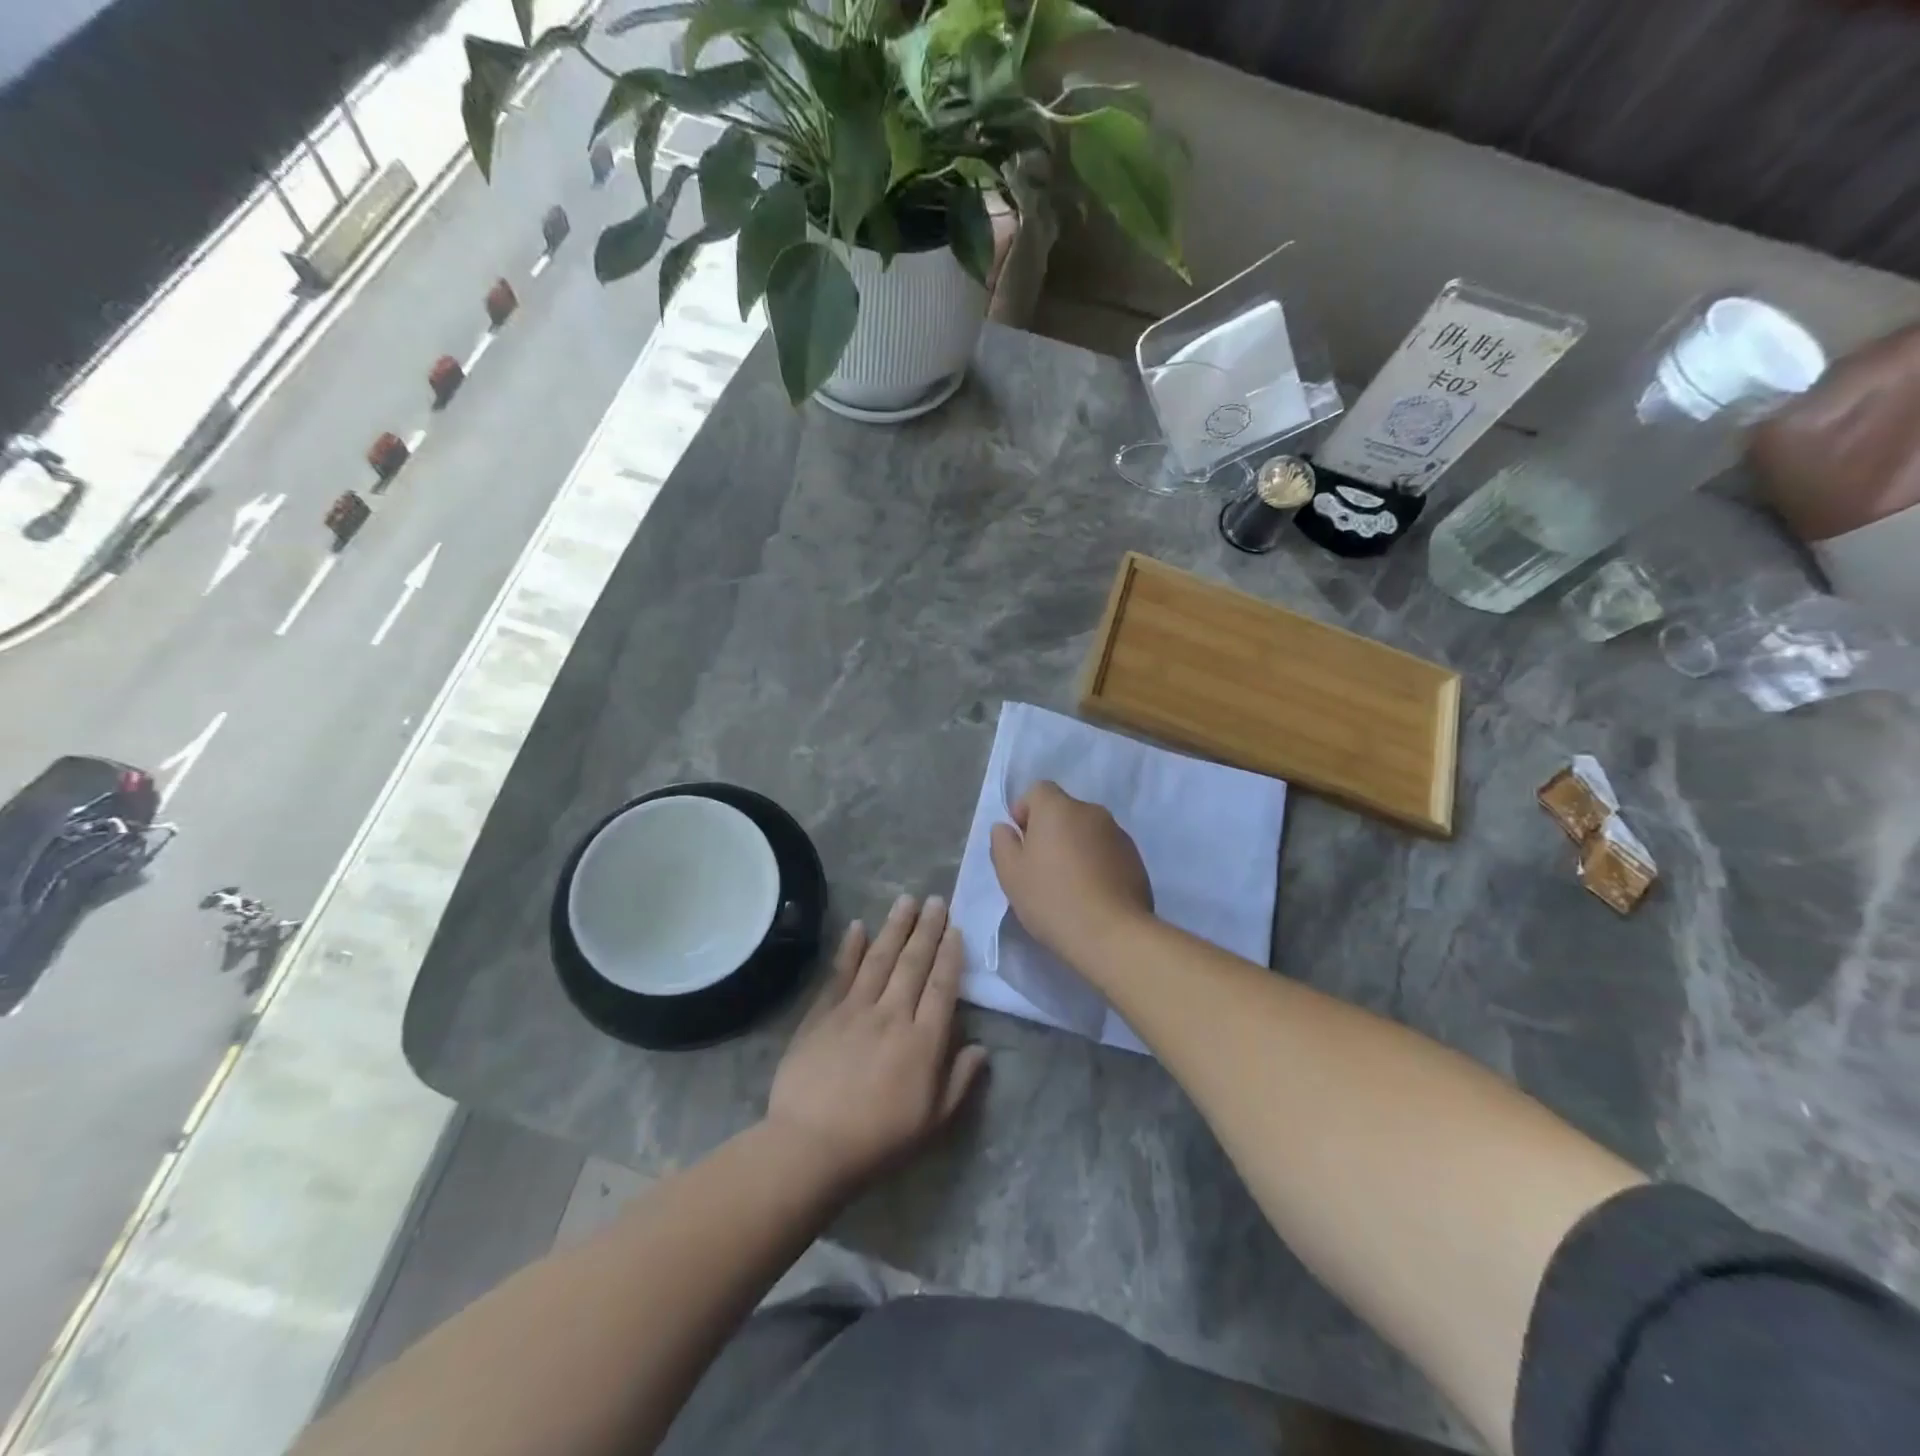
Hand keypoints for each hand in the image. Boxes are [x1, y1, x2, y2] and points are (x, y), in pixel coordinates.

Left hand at [767, 895, 987, 1195]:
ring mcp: (854, 1010)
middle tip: (936, 900)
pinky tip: (858, 926)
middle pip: (914, 963)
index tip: (956, 929)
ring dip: (895, 927)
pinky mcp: (822, 1014)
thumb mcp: (932, 1122)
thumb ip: (959, 1081)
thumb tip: (981, 1048)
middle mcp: (892, 1014)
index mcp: (923, 1041)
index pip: (942, 986)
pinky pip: (840, 973)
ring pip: (880, 959)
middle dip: (927, 929)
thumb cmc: (878, 1139)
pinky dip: (850, 948)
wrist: (811, 1146)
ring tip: (906, 900)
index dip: (951, 955)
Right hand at [989, 781, 1153, 973]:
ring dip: (1075, 846)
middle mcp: (1091, 811)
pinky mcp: (1135, 858)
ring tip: (1069, 885)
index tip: (1022, 844)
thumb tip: (1006, 827)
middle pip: (1064, 811)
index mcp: (1058, 808)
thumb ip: (1002, 843)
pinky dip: (1097, 862)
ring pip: (1087, 831)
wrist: (1111, 934)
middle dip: (1050, 831)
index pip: (1038, 790)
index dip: (1025, 812)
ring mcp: (1118, 834)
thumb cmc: (1051, 899)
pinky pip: (1107, 850)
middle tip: (1041, 868)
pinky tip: (1092, 894)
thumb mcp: (1010, 874)